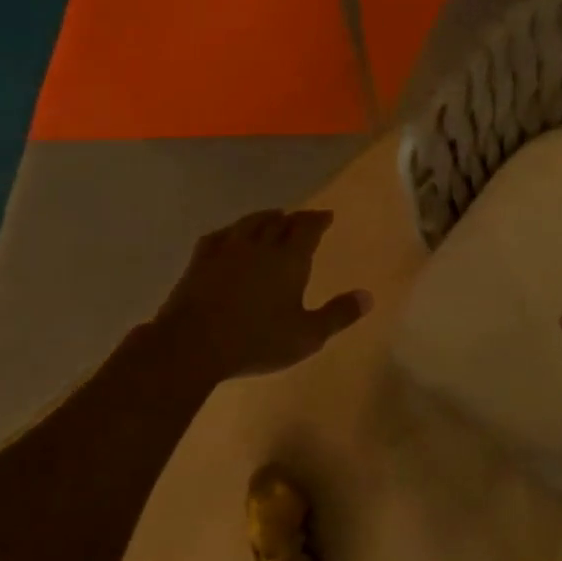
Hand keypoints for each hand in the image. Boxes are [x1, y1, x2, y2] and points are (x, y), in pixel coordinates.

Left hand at [147, 209, 370, 384]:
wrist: (193, 344)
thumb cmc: (257, 341)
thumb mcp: (307, 335)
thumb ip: (338, 314)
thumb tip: (368, 296)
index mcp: (289, 259)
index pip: (308, 228)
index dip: (318, 220)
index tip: (327, 216)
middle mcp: (260, 245)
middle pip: (280, 222)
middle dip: (294, 218)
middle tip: (302, 219)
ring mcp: (227, 249)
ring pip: (250, 223)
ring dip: (265, 218)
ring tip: (272, 217)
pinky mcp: (200, 259)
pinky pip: (219, 235)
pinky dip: (232, 231)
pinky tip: (230, 234)